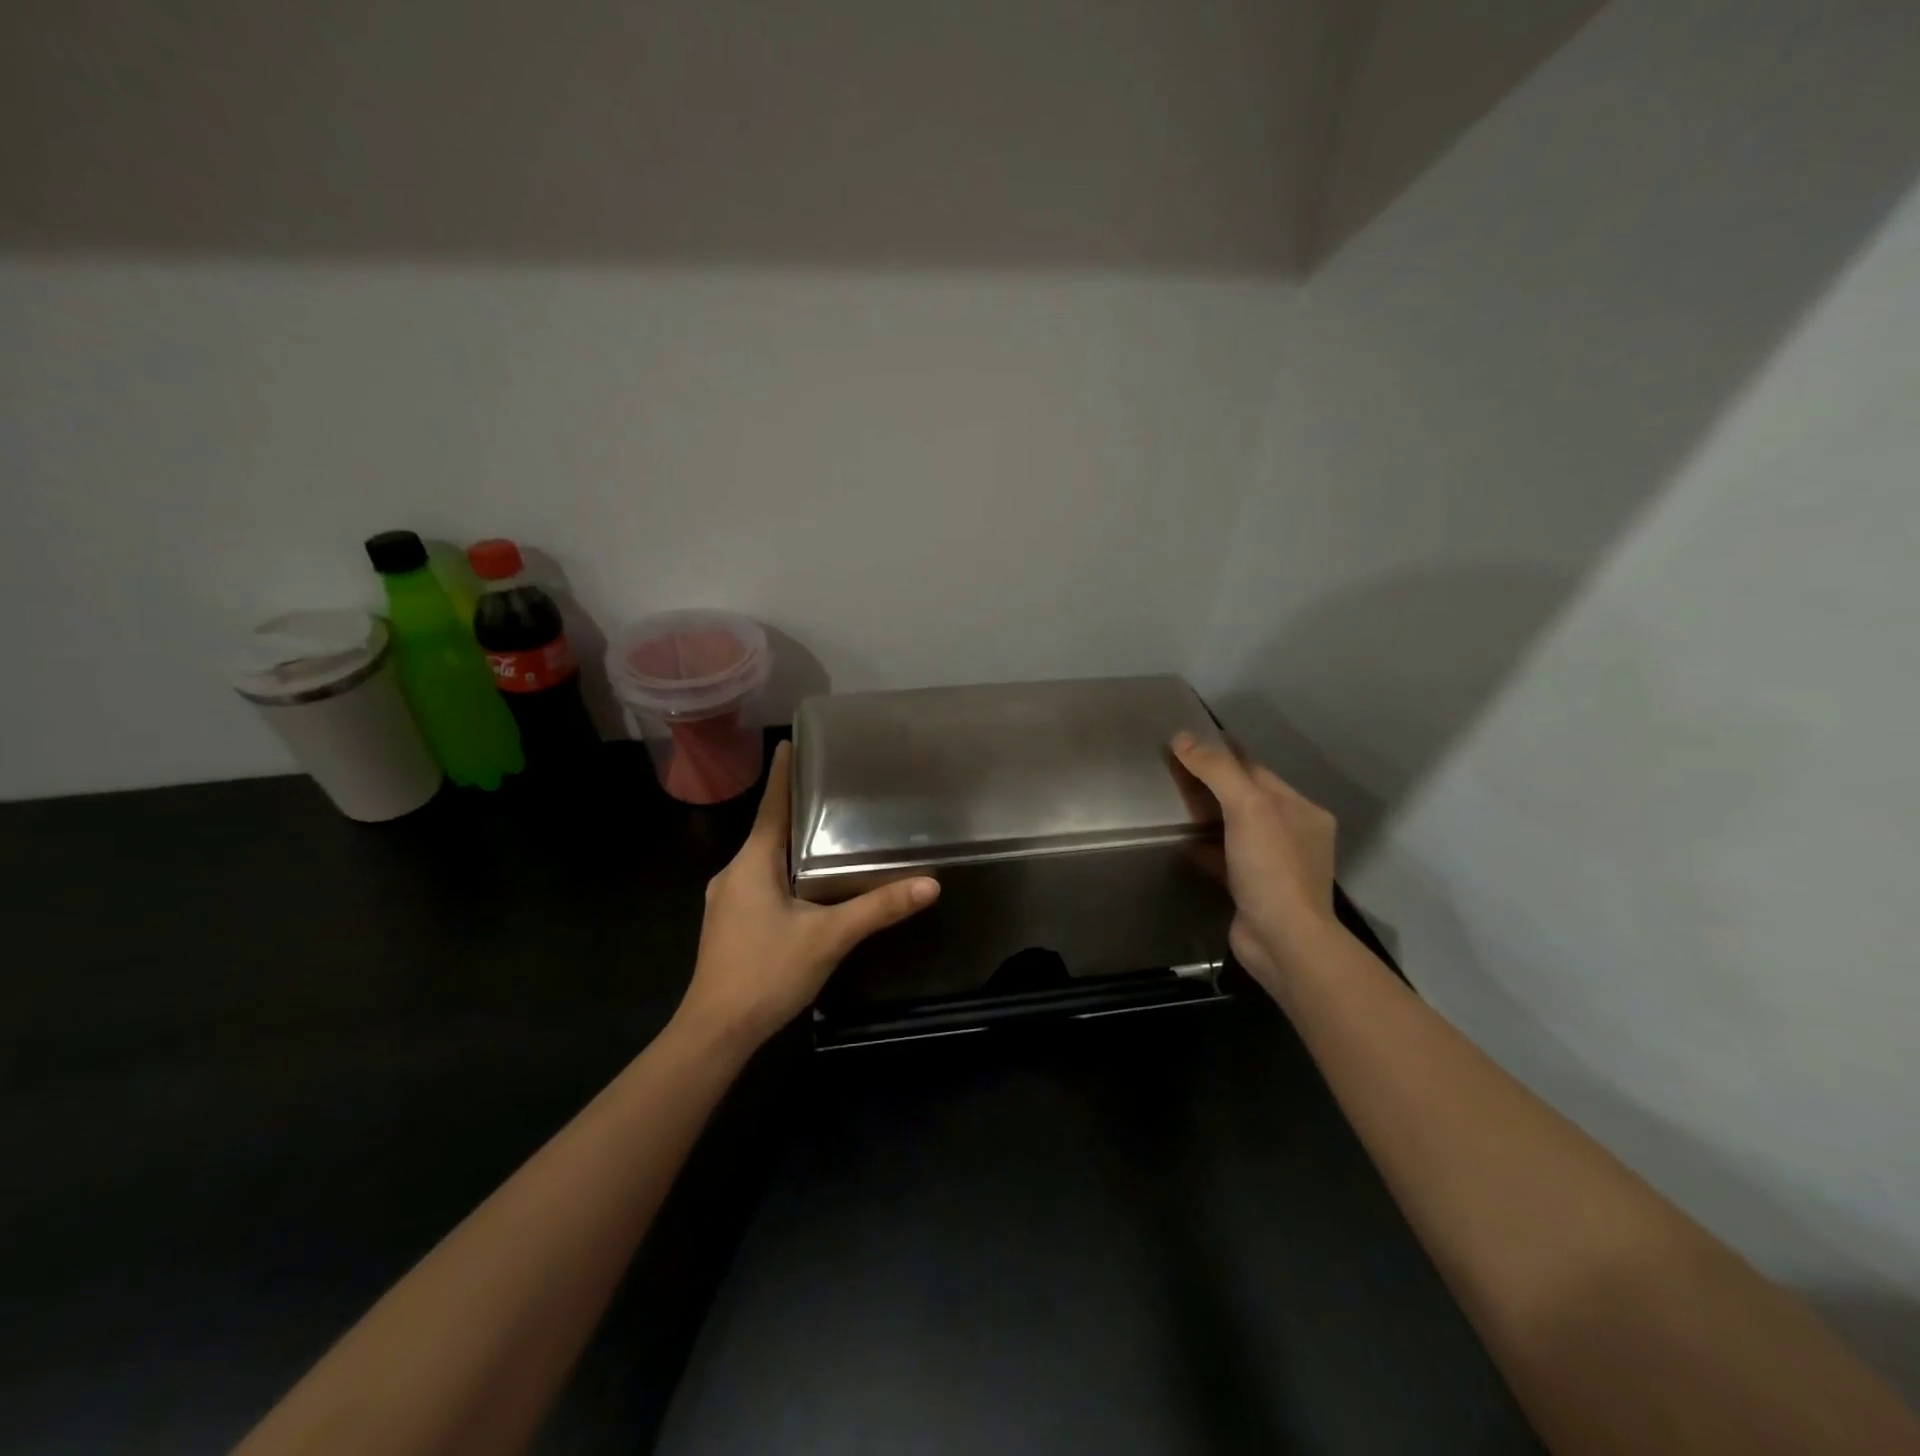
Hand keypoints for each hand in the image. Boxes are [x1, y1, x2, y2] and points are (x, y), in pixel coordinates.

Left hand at [675, 741, 939, 1047]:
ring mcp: (725, 900)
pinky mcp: (728, 924)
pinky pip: (758, 882)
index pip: (771, 806)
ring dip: (789, 845)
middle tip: (830, 791)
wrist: (715, 1031)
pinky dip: (782, 872)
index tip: (789, 743)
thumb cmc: (766, 972)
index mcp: (752, 863)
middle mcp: (733, 873)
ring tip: (825, 834)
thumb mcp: (829, 938)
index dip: (783, 775)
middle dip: (795, 810)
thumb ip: (878, 909)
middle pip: (767, 831)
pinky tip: (805, 887)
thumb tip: (930, 884)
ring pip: (763, 860)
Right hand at [1171, 731, 1339, 1002]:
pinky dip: (1204, 849)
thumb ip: (1217, 770)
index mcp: (1300, 809)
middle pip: (1244, 798)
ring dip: (1206, 817)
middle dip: (1211, 785)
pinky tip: (1179, 844)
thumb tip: (1182, 738)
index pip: (1255, 770)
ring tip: (1171, 804)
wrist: (1283, 942)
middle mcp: (1292, 833)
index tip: (1185, 743)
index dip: (1222, 755)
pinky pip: (1225, 858)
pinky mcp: (1253, 889)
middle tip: (1171, 772)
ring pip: (1234, 829)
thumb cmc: (1272, 868)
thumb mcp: (1247, 808)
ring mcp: (1274, 864)